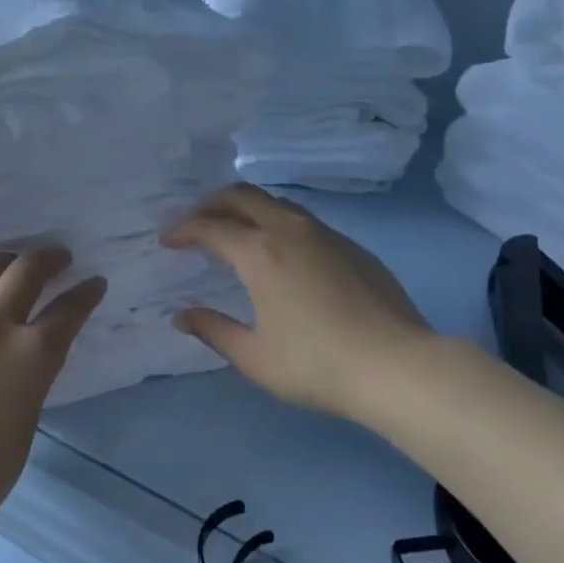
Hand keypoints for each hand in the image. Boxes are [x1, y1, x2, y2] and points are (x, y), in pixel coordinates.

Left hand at [0, 249, 106, 552]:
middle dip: (49, 258)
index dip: (87, 292)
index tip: (93, 282)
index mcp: (29, 354)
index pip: (69, 307)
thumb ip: (34, 366)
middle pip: (25, 269)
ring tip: (10, 267)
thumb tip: (34, 337)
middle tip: (56, 258)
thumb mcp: (29, 411)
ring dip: (3, 265)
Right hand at [162, 185, 432, 421]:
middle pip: (243, 196)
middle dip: (211, 203)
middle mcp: (290, 231)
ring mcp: (326, 235)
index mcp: (260, 253)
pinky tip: (281, 251)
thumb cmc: (316, 364)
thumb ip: (213, 330)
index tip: (167, 240)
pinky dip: (277, 223)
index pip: (210, 227)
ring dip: (247, 208)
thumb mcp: (254, 356)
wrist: (396, 366)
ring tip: (234, 229)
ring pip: (277, 203)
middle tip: (195, 221)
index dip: (183, 229)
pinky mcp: (353, 247)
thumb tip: (182, 316)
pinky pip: (304, 221)